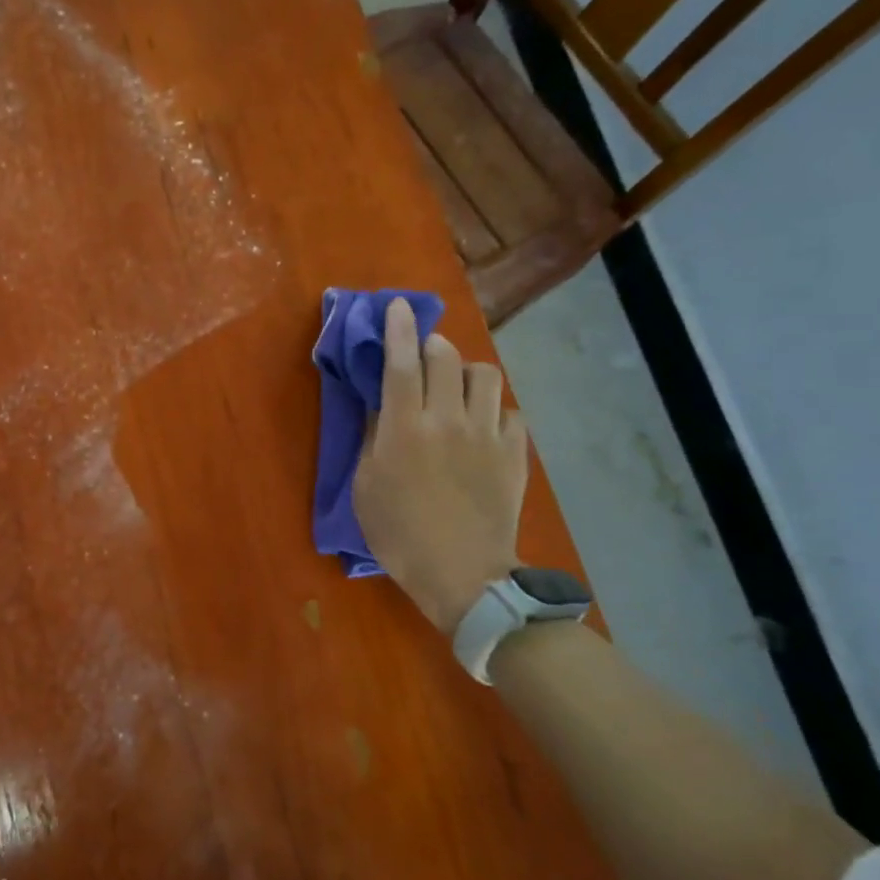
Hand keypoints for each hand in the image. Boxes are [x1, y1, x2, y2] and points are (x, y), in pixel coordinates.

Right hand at [352, 299, 529, 634]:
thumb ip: (373, 439)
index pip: (400, 363)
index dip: (398, 329)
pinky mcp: (514, 453)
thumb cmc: (399, 534)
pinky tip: (483, 426)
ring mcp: (487, 434)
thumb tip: (381, 407)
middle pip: (445, 358)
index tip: (398, 306)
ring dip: (465, 371)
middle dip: (431, 345)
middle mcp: (447, 419)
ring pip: (484, 375)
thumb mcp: (366, 487)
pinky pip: (510, 412)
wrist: (463, 573)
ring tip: (456, 388)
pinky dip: (493, 410)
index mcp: (404, 428)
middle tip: (421, 357)